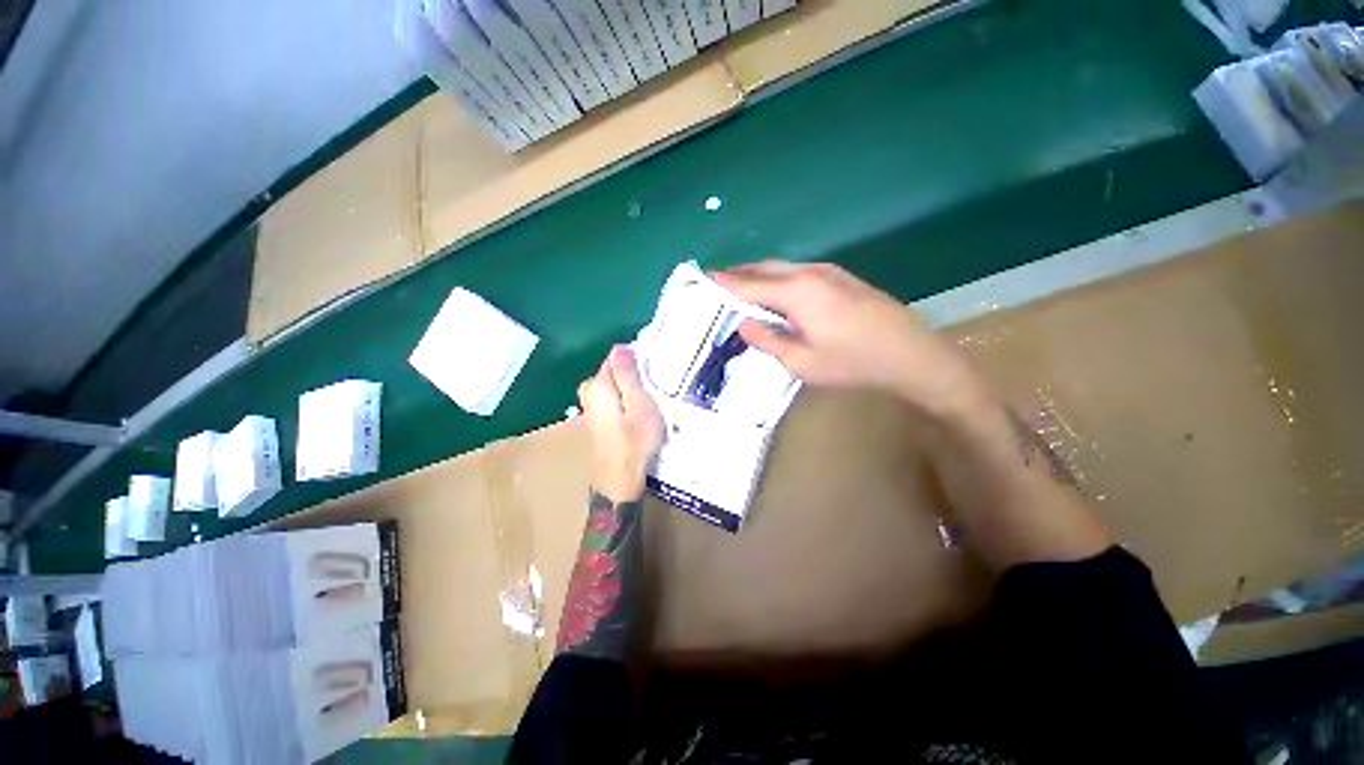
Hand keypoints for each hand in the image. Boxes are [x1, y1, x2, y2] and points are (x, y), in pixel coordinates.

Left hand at [578, 345, 665, 502]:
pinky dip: (624, 399)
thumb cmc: (635, 441)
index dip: (636, 360)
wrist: (620, 479)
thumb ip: (628, 375)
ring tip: (649, 398)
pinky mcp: (596, 419)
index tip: (654, 370)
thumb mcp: (639, 404)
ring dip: (629, 387)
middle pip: (612, 371)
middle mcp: (589, 393)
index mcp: (598, 385)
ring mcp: (590, 407)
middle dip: (632, 373)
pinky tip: (637, 411)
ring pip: (613, 386)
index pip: (615, 357)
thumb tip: (620, 347)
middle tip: (654, 386)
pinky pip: (612, 398)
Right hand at [713, 261, 993, 417]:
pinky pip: (798, 272)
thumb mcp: (802, 362)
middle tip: (717, 285)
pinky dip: (778, 279)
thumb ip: (768, 340)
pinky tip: (775, 293)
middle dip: (739, 274)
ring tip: (740, 288)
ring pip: (782, 267)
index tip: (702, 279)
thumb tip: (744, 324)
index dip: (724, 283)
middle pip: (764, 268)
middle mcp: (810, 273)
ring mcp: (828, 272)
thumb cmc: (853, 363)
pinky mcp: (841, 278)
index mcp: (797, 292)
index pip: (749, 284)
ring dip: (759, 275)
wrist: (910, 354)